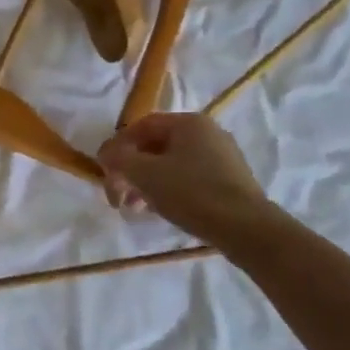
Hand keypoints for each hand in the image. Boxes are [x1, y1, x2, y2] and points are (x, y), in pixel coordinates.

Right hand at [96, 112, 273, 245]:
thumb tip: (106, 154)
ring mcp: (221, 156)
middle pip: (155, 146)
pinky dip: (168, 190)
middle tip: (118, 197)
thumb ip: (119, 159)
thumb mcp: (146, 174)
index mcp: (188, 122)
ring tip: (135, 209)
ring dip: (146, 183)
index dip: (117, 147)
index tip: (104, 173)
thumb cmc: (191, 193)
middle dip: (130, 171)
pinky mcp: (228, 180)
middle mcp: (207, 132)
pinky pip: (188, 178)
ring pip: (171, 164)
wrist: (245, 227)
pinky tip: (159, 210)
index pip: (142, 126)